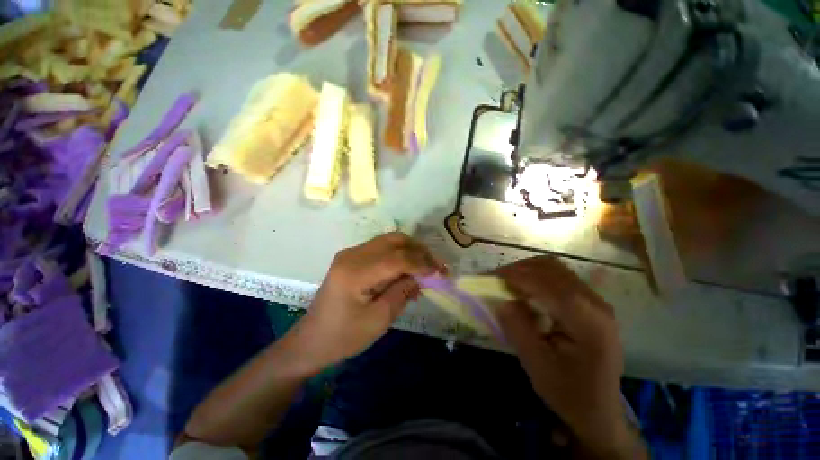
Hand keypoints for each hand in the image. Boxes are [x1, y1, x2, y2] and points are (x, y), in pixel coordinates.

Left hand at [291, 232, 443, 372]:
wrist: (312, 339)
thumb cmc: (344, 336)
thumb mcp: (378, 320)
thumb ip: (402, 292)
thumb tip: (421, 276)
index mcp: (355, 272)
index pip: (397, 258)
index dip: (421, 262)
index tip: (440, 272)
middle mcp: (352, 254)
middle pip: (394, 240)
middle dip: (419, 250)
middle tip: (435, 266)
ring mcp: (350, 253)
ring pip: (389, 240)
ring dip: (410, 250)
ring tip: (425, 267)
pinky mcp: (351, 257)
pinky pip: (381, 248)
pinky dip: (399, 254)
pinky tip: (408, 269)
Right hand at [495, 256, 641, 458]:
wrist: (599, 408)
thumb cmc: (568, 392)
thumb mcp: (537, 366)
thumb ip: (518, 329)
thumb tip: (500, 299)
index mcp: (588, 323)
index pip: (549, 285)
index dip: (517, 276)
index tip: (490, 277)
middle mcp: (596, 304)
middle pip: (552, 269)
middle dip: (519, 269)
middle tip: (495, 280)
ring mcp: (595, 300)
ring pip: (554, 268)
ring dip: (526, 270)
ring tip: (506, 282)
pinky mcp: (588, 301)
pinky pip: (558, 276)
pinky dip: (535, 276)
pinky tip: (523, 288)